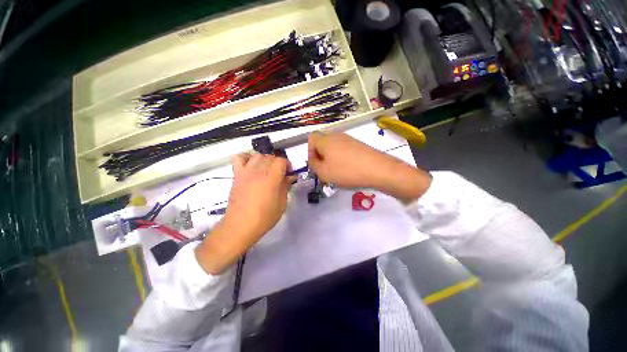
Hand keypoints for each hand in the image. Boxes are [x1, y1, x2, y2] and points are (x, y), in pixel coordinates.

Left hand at [196, 153, 292, 274]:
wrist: (240, 225)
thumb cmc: (264, 217)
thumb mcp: (281, 203)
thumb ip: (286, 186)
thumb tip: (290, 177)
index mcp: (272, 177)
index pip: (281, 160)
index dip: (288, 166)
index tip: (289, 175)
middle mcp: (259, 170)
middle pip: (271, 157)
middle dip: (278, 164)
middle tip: (280, 175)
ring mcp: (246, 171)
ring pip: (258, 155)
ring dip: (265, 160)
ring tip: (267, 171)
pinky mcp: (237, 175)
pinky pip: (239, 158)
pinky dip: (246, 158)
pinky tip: (251, 166)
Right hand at [308, 132, 430, 202]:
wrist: (377, 169)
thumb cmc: (346, 171)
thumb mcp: (324, 173)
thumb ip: (313, 165)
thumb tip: (313, 159)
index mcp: (325, 140)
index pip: (311, 139)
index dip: (310, 152)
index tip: (316, 164)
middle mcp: (336, 135)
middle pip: (322, 142)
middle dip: (320, 155)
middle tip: (325, 168)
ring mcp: (348, 138)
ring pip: (333, 145)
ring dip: (331, 157)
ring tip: (336, 170)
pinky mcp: (357, 144)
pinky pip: (343, 148)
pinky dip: (341, 156)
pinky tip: (347, 167)